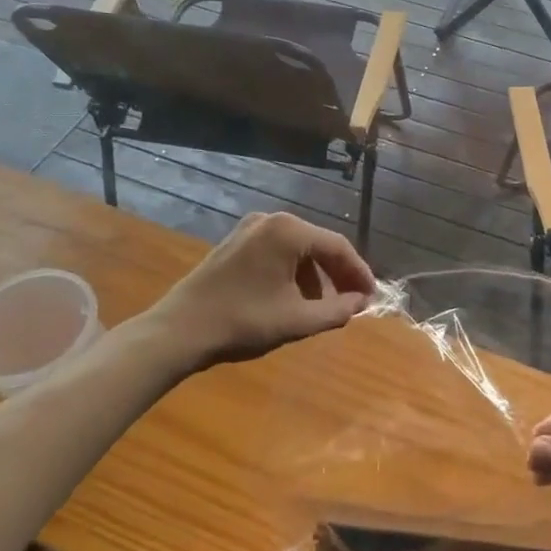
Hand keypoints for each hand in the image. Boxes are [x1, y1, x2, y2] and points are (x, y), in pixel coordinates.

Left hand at [134, 213, 376, 370]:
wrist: (178, 331)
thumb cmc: (242, 322)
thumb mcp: (296, 321)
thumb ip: (336, 311)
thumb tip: (360, 303)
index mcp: (289, 231)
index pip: (338, 247)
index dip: (359, 272)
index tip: (372, 297)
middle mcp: (272, 220)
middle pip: (318, 244)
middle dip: (338, 274)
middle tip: (353, 301)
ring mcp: (250, 228)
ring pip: (298, 249)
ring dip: (315, 276)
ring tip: (324, 307)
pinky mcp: (235, 242)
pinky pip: (277, 252)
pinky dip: (292, 272)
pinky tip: (293, 298)